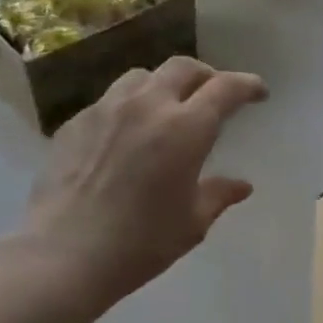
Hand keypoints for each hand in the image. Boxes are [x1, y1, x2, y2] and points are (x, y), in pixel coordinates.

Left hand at [24, 56, 267, 307]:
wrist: (63, 254)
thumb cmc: (140, 243)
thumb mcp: (191, 224)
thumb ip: (218, 195)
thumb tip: (241, 185)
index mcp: (185, 129)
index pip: (225, 88)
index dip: (246, 85)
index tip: (258, 92)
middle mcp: (146, 106)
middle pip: (183, 68)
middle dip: (206, 76)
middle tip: (215, 95)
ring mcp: (105, 109)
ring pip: (141, 76)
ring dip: (164, 85)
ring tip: (168, 107)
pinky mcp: (75, 122)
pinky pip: (109, 100)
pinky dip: (129, 106)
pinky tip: (126, 134)